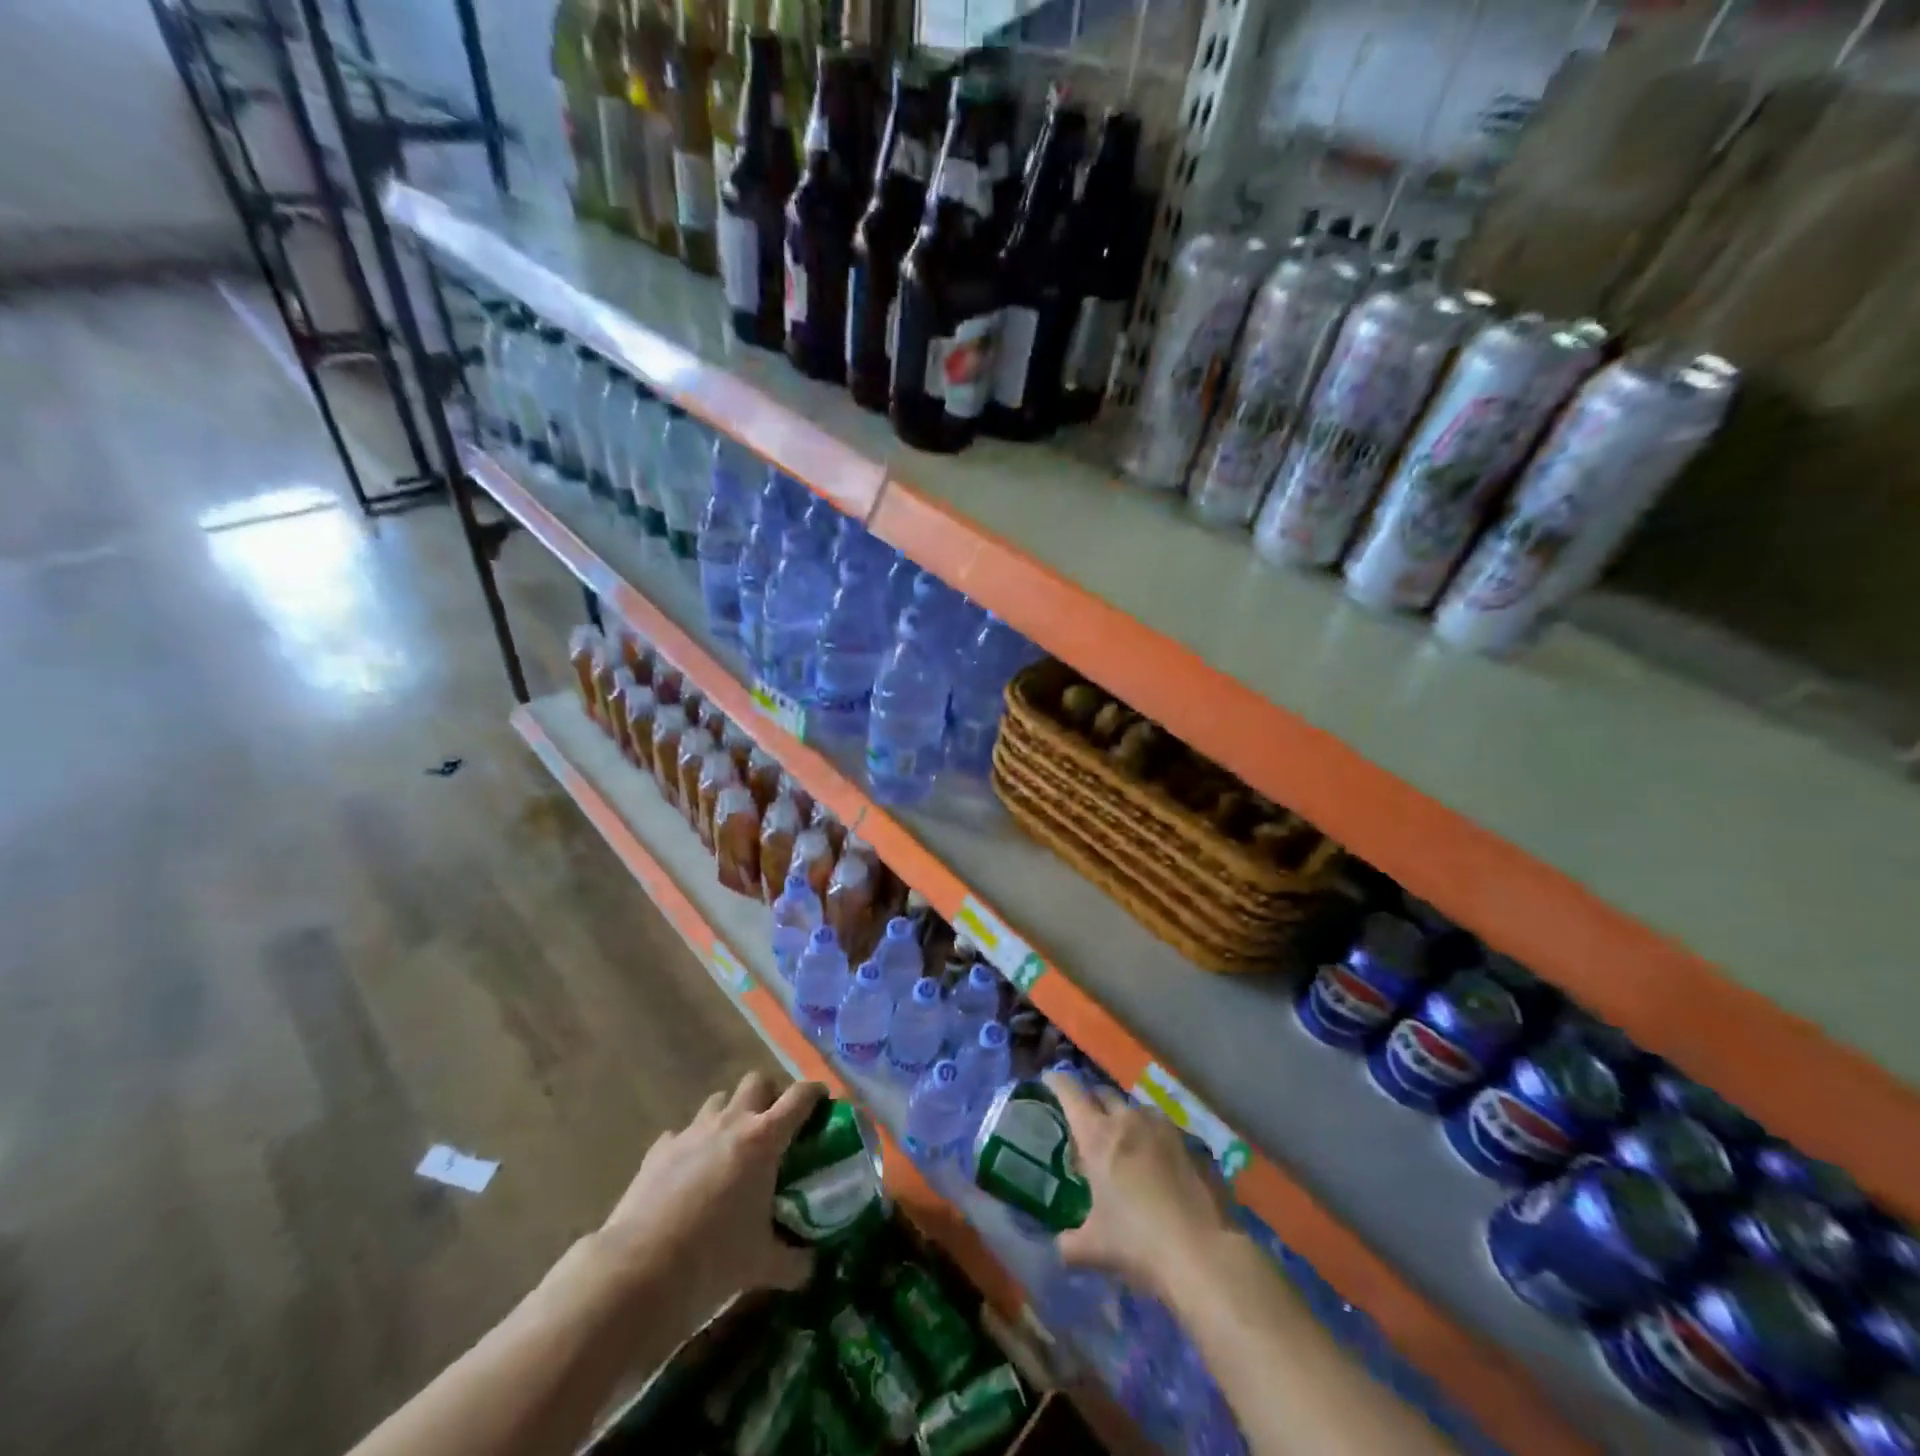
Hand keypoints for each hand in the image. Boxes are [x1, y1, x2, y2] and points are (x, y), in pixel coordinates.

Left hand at [594, 1072, 825, 1330]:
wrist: (635, 1273)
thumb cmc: (711, 1261)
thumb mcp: (762, 1265)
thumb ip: (792, 1260)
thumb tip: (810, 1266)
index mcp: (764, 1139)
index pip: (800, 1096)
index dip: (815, 1093)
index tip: (824, 1102)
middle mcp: (730, 1123)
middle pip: (757, 1081)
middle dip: (769, 1095)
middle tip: (775, 1127)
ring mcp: (691, 1133)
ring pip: (718, 1101)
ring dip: (730, 1115)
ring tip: (732, 1149)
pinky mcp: (658, 1150)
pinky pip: (681, 1134)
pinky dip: (691, 1145)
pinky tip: (689, 1175)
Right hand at [1046, 1071, 1236, 1302]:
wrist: (1199, 1251)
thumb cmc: (1136, 1242)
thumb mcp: (1093, 1248)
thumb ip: (1069, 1243)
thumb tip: (1061, 1245)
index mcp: (1096, 1136)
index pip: (1070, 1093)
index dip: (1057, 1082)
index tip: (1049, 1079)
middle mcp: (1126, 1120)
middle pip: (1102, 1093)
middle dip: (1090, 1100)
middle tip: (1085, 1120)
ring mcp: (1159, 1127)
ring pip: (1132, 1107)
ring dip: (1121, 1116)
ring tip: (1120, 1140)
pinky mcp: (1186, 1141)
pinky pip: (1158, 1125)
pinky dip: (1148, 1132)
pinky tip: (1152, 1157)